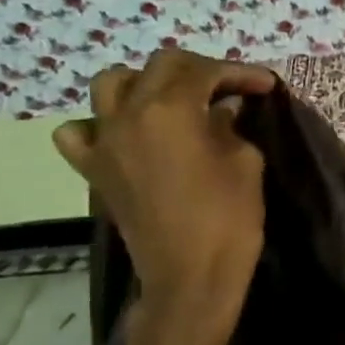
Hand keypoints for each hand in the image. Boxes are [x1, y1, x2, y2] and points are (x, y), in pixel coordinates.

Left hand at [55, 50, 276, 344]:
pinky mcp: (95, 169)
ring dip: (144, 82)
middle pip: (160, 66)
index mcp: (171, 108)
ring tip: (172, 99)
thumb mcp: (245, 161)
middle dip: (198, 69)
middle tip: (228, 87)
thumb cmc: (228, 217)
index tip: (264, 84)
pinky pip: (79, 133)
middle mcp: (130, 114)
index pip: (205, 71)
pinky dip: (98, 124)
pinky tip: (123, 133)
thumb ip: (229, 124)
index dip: (239, 72)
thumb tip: (221, 108)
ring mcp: (105, 141)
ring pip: (111, 84)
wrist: (190, 278)